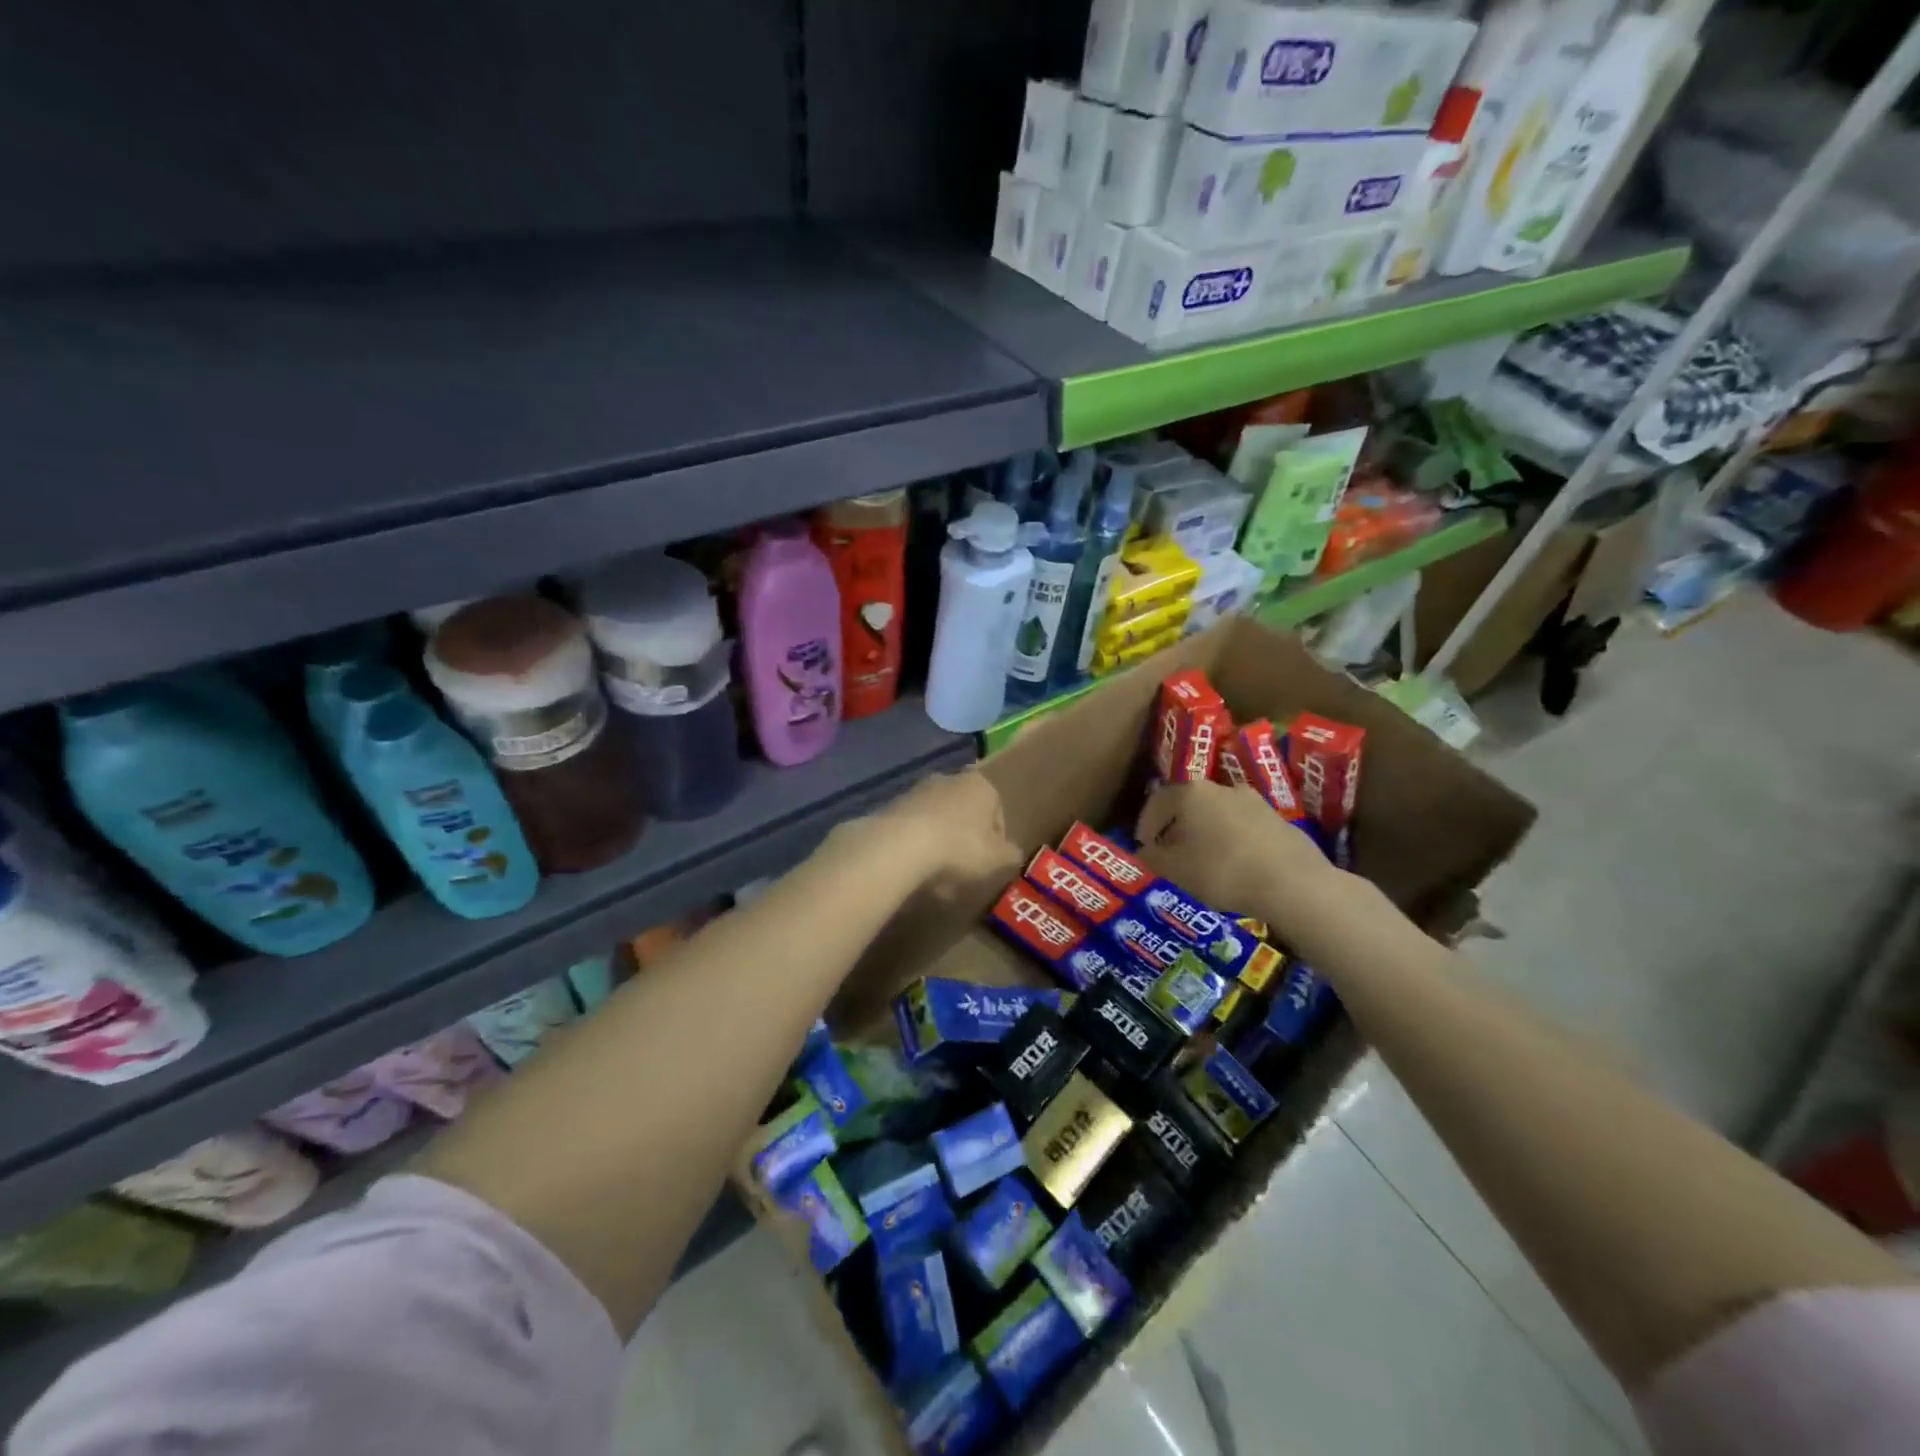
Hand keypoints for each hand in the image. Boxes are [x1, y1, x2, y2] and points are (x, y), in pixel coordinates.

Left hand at [833, 770, 1021, 894]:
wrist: (899, 847)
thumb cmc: (959, 848)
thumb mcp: (998, 859)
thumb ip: (1010, 855)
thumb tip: (1011, 853)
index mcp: (980, 785)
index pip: (997, 812)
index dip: (997, 841)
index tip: (990, 864)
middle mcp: (948, 779)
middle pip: (965, 814)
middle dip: (966, 840)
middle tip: (965, 871)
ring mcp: (916, 791)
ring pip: (937, 821)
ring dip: (939, 844)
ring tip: (937, 877)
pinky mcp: (890, 807)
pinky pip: (911, 830)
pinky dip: (915, 847)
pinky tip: (914, 871)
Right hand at [1135, 780, 1345, 929]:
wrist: (1293, 883)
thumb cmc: (1222, 871)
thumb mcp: (1174, 870)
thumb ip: (1152, 858)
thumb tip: (1144, 851)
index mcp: (1191, 792)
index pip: (1157, 801)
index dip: (1145, 825)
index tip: (1144, 847)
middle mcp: (1222, 787)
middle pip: (1188, 805)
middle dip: (1176, 828)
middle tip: (1170, 854)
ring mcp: (1254, 801)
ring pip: (1217, 814)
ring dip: (1205, 833)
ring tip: (1203, 862)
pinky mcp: (1278, 819)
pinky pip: (1243, 827)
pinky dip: (1231, 841)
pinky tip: (1234, 866)